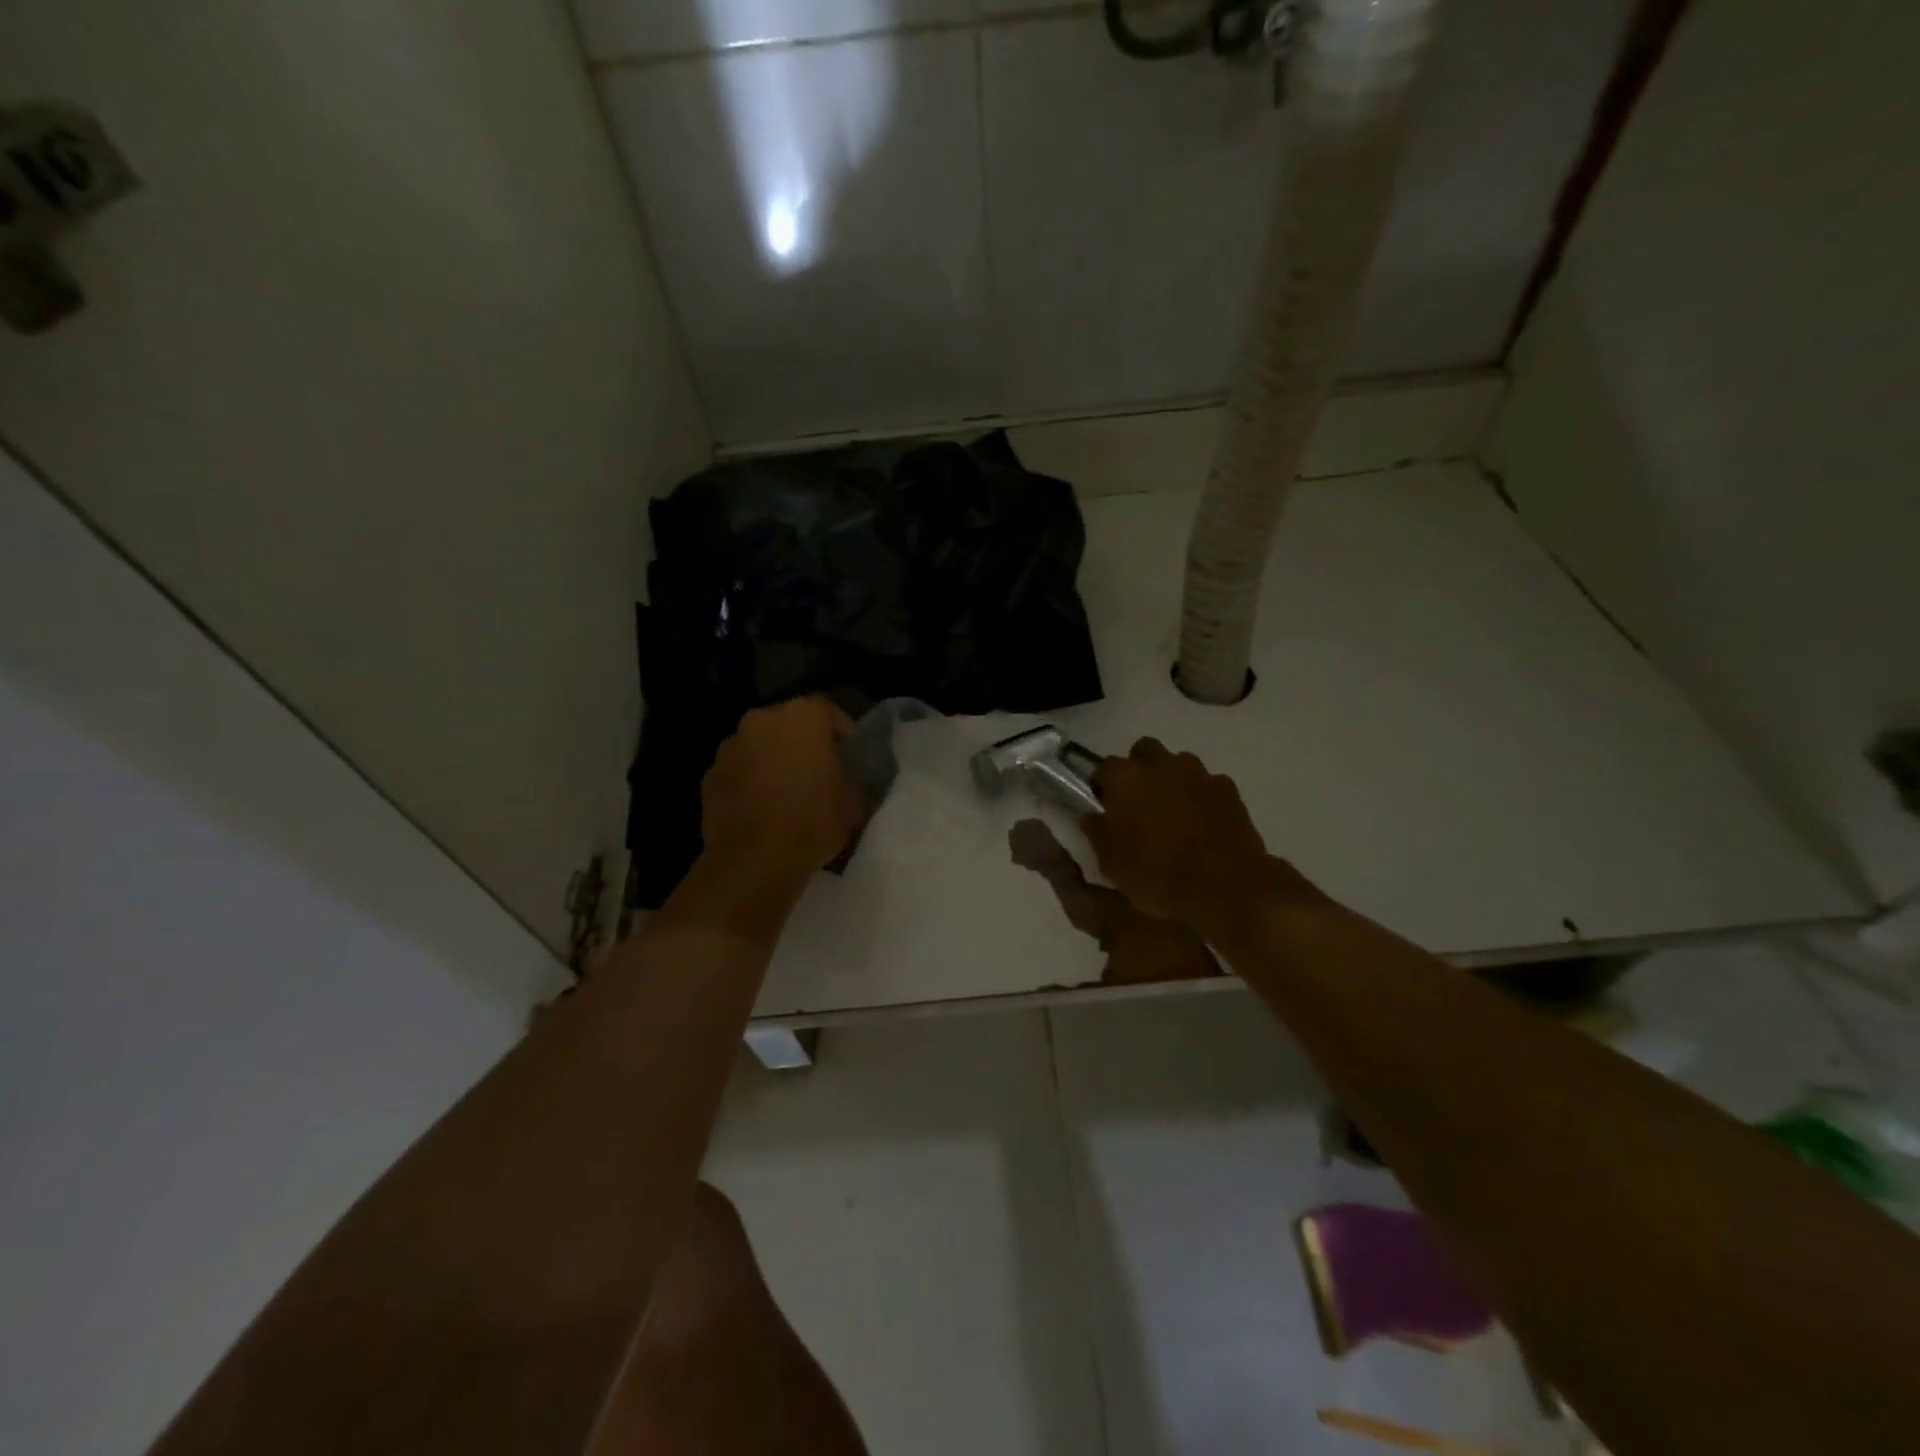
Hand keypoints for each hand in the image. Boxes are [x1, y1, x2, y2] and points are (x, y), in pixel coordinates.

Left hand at [700, 697, 866, 892]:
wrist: (754, 861)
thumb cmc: (813, 821)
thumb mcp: (854, 803)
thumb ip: (855, 781)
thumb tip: (852, 783)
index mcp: (803, 717)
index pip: (828, 710)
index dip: (840, 731)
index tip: (848, 753)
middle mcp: (762, 719)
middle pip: (788, 723)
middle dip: (802, 742)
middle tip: (817, 770)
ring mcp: (731, 746)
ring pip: (759, 745)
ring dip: (772, 759)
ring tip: (785, 791)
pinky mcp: (709, 775)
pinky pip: (738, 770)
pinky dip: (749, 781)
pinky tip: (761, 808)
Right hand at [1082, 738, 1318, 944]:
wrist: (1227, 890)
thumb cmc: (1159, 877)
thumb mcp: (1112, 865)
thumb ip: (1096, 833)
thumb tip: (1090, 816)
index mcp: (1126, 779)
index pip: (1104, 766)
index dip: (1102, 784)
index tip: (1104, 804)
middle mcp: (1161, 765)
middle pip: (1144, 751)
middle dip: (1138, 768)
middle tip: (1138, 801)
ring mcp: (1199, 773)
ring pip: (1177, 763)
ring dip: (1171, 779)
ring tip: (1173, 812)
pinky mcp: (1228, 788)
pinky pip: (1206, 782)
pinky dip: (1200, 795)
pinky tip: (1202, 822)